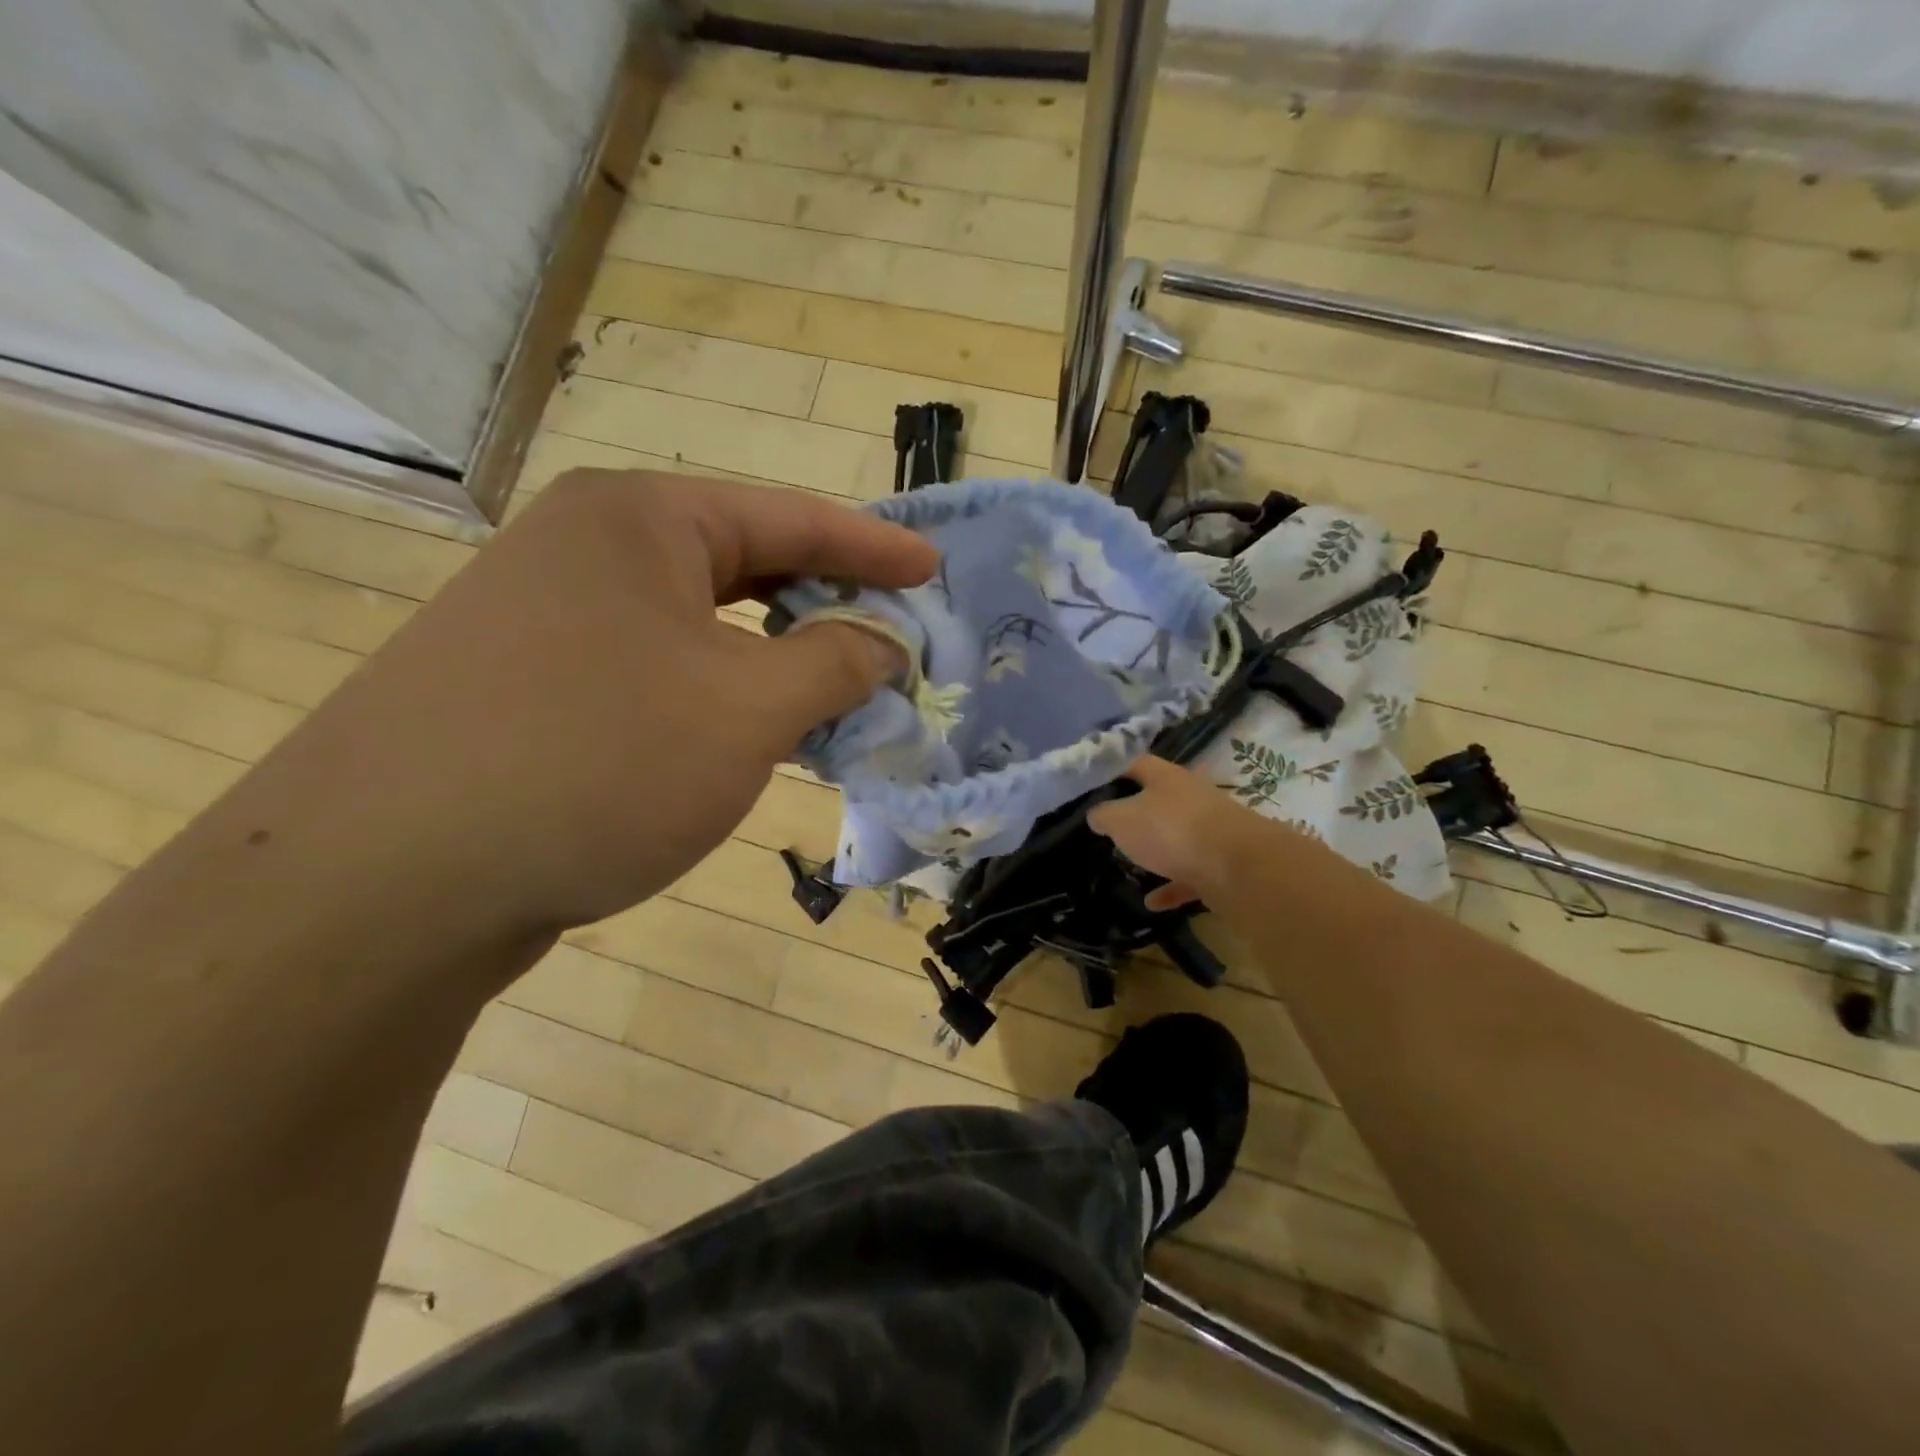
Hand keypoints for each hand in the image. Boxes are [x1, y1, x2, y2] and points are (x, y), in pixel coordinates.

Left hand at [232, 470, 935, 937]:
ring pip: (697, 626)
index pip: (790, 517)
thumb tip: (885, 642)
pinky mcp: (527, 686)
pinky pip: (654, 670)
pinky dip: (715, 694)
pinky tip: (744, 735)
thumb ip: (834, 663)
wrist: (386, 883)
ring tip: (830, 694)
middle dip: (823, 602)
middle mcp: (586, 549)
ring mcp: (546, 618)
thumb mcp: (747, 709)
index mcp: (640, 520)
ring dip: (771, 659)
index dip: (874, 547)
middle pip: (741, 564)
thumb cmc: (598, 762)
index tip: (934, 569)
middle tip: (889, 634)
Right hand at [1087, 755, 1292, 910]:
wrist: (1237, 866)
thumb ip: (1104, 815)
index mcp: (1166, 777)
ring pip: (1177, 837)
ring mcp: (1211, 830)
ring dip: (1156, 852)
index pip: (1135, 763)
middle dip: (1136, 814)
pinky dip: (1171, 887)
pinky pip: (1190, 873)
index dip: (1113, 771)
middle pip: (1159, 800)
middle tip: (1110, 828)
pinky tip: (1153, 903)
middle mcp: (1191, 797)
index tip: (1092, 785)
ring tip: (1130, 866)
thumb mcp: (1122, 820)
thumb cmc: (1171, 830)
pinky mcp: (1223, 862)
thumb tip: (1096, 814)